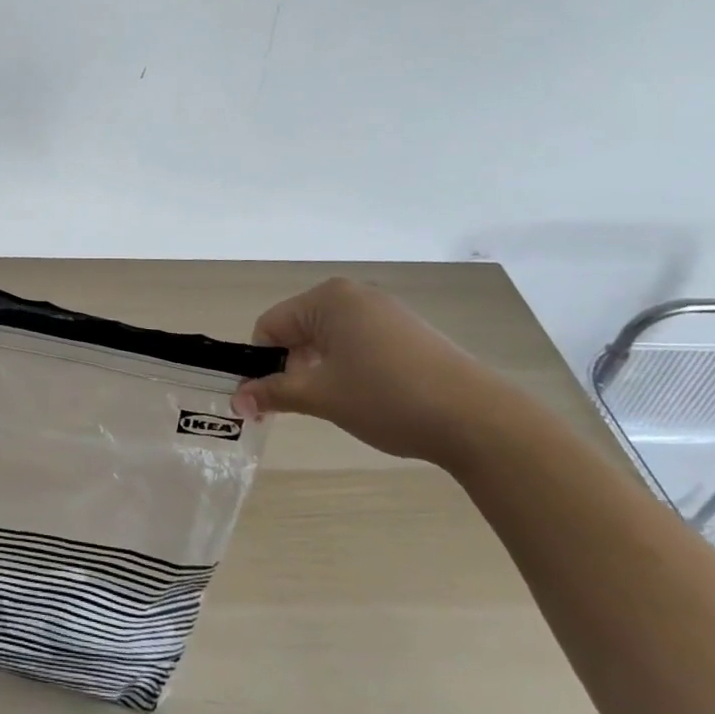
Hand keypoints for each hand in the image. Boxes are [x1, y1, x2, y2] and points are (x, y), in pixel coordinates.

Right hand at [230, 277, 509, 465]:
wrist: (478, 418)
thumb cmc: (387, 398)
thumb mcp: (322, 396)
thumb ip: (274, 392)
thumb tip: (236, 400)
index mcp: (327, 298)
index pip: (271, 325)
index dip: (262, 363)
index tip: (266, 401)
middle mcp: (354, 294)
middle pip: (299, 328)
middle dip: (291, 365)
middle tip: (300, 406)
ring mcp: (385, 310)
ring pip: (329, 337)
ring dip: (320, 368)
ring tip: (336, 403)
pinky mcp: (409, 331)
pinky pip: (359, 341)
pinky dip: (349, 365)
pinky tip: (368, 396)